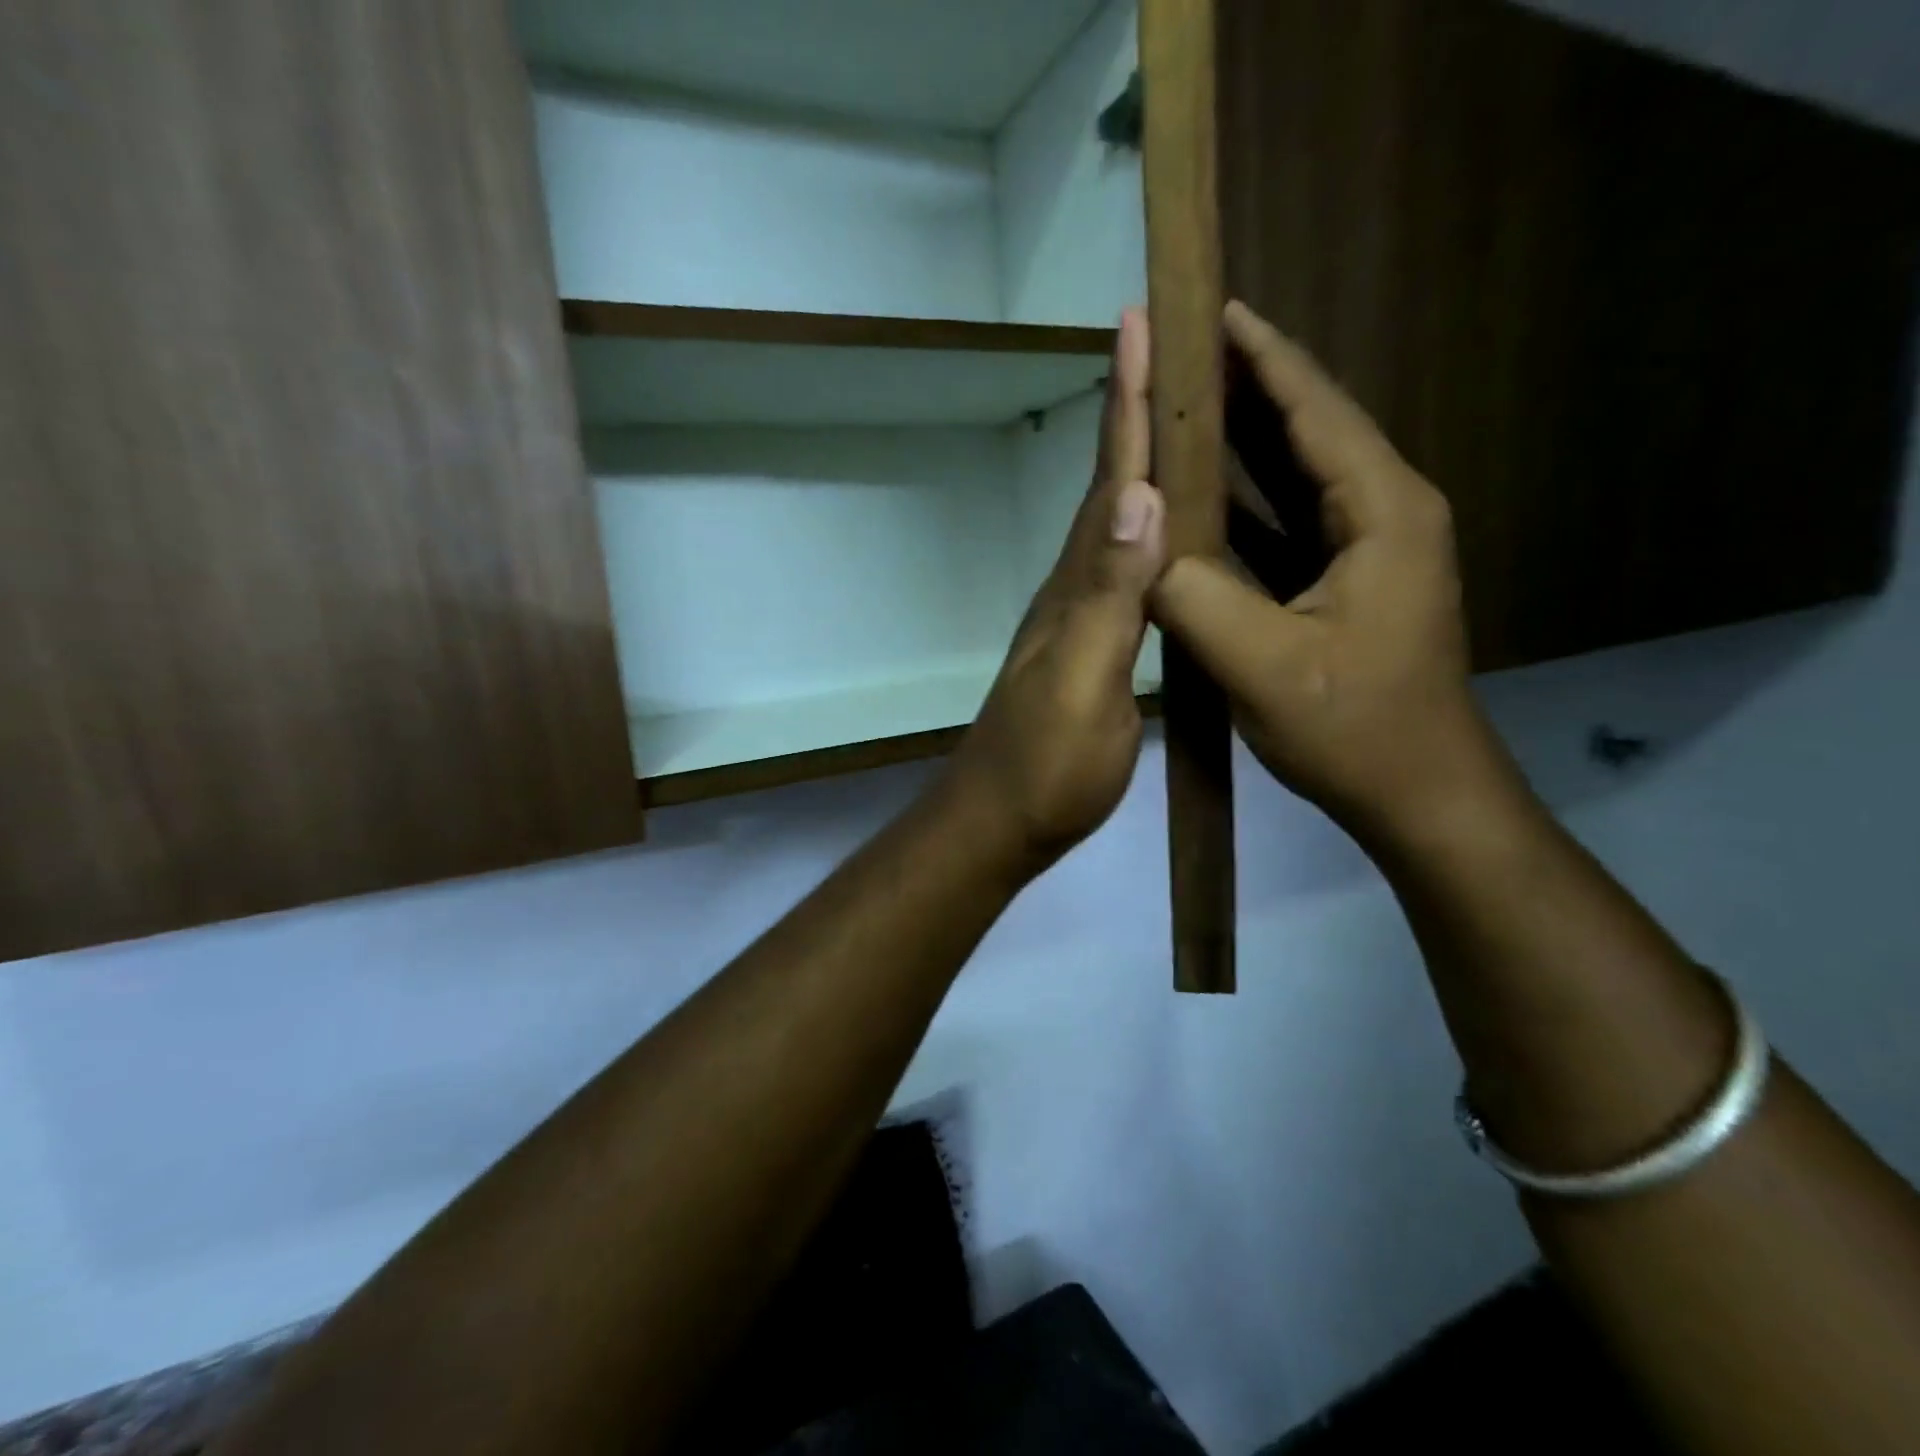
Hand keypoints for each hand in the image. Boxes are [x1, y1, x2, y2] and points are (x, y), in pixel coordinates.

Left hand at [943, 308, 1165, 871]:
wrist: (1004, 818)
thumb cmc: (1046, 765)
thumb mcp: (1084, 683)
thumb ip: (1111, 597)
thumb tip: (1141, 498)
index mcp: (1079, 587)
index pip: (1109, 482)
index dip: (1125, 404)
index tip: (1138, 322)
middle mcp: (1075, 589)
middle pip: (1108, 488)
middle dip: (1132, 415)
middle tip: (1162, 346)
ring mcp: (1079, 619)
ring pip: (1113, 525)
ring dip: (1138, 468)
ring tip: (1174, 419)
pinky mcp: (1090, 648)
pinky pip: (1120, 570)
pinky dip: (1144, 533)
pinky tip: (1163, 530)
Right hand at [1152, 302, 1510, 846]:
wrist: (1417, 792)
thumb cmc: (1351, 727)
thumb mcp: (1261, 664)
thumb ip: (1194, 596)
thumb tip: (1138, 548)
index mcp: (1381, 511)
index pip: (1315, 410)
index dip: (1262, 357)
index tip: (1212, 310)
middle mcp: (1385, 511)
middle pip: (1311, 427)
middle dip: (1248, 386)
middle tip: (1181, 352)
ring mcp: (1372, 547)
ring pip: (1302, 473)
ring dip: (1247, 439)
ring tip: (1184, 406)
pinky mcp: (1352, 579)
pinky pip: (1294, 519)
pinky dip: (1250, 499)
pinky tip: (1207, 493)